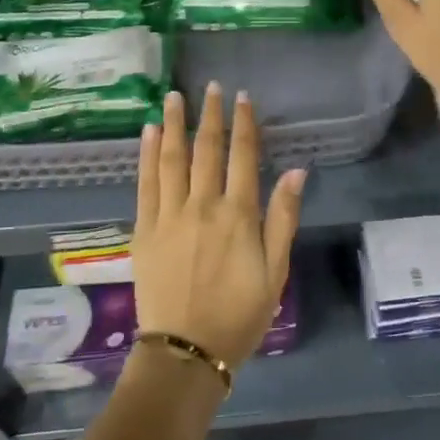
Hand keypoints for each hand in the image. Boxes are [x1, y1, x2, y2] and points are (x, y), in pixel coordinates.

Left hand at [131, 83, 306, 370]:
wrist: (186, 352)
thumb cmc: (239, 315)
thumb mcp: (276, 272)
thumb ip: (283, 218)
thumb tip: (296, 170)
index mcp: (238, 215)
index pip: (243, 156)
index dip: (244, 123)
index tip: (243, 97)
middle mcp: (203, 205)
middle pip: (206, 149)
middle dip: (210, 115)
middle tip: (210, 87)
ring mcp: (169, 215)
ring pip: (172, 159)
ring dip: (174, 124)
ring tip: (173, 96)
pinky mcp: (144, 230)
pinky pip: (145, 183)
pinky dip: (147, 155)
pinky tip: (149, 133)